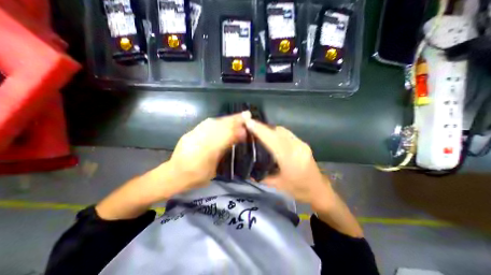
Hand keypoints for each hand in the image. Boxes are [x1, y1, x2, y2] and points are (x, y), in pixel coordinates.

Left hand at [165, 112, 249, 192]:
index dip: (238, 129)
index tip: (248, 124)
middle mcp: (201, 139)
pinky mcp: (191, 132)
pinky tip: (222, 121)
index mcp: (208, 151)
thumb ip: (223, 152)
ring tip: (236, 116)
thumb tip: (236, 139)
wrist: (174, 174)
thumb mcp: (214, 169)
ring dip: (226, 118)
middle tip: (246, 114)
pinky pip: (206, 124)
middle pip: (220, 126)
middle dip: (234, 120)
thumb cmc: (196, 176)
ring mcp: (195, 134)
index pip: (226, 136)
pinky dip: (217, 121)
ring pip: (214, 122)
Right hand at [245, 118, 333, 208]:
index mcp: (290, 159)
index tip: (248, 122)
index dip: (260, 130)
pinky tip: (271, 136)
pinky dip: (276, 132)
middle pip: (277, 131)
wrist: (319, 190)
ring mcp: (301, 144)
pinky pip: (287, 133)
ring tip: (259, 131)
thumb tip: (249, 171)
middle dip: (263, 127)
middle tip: (251, 127)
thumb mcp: (277, 185)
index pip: (272, 140)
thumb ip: (262, 177)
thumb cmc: (298, 190)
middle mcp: (296, 147)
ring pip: (282, 130)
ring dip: (270, 129)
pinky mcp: (303, 143)